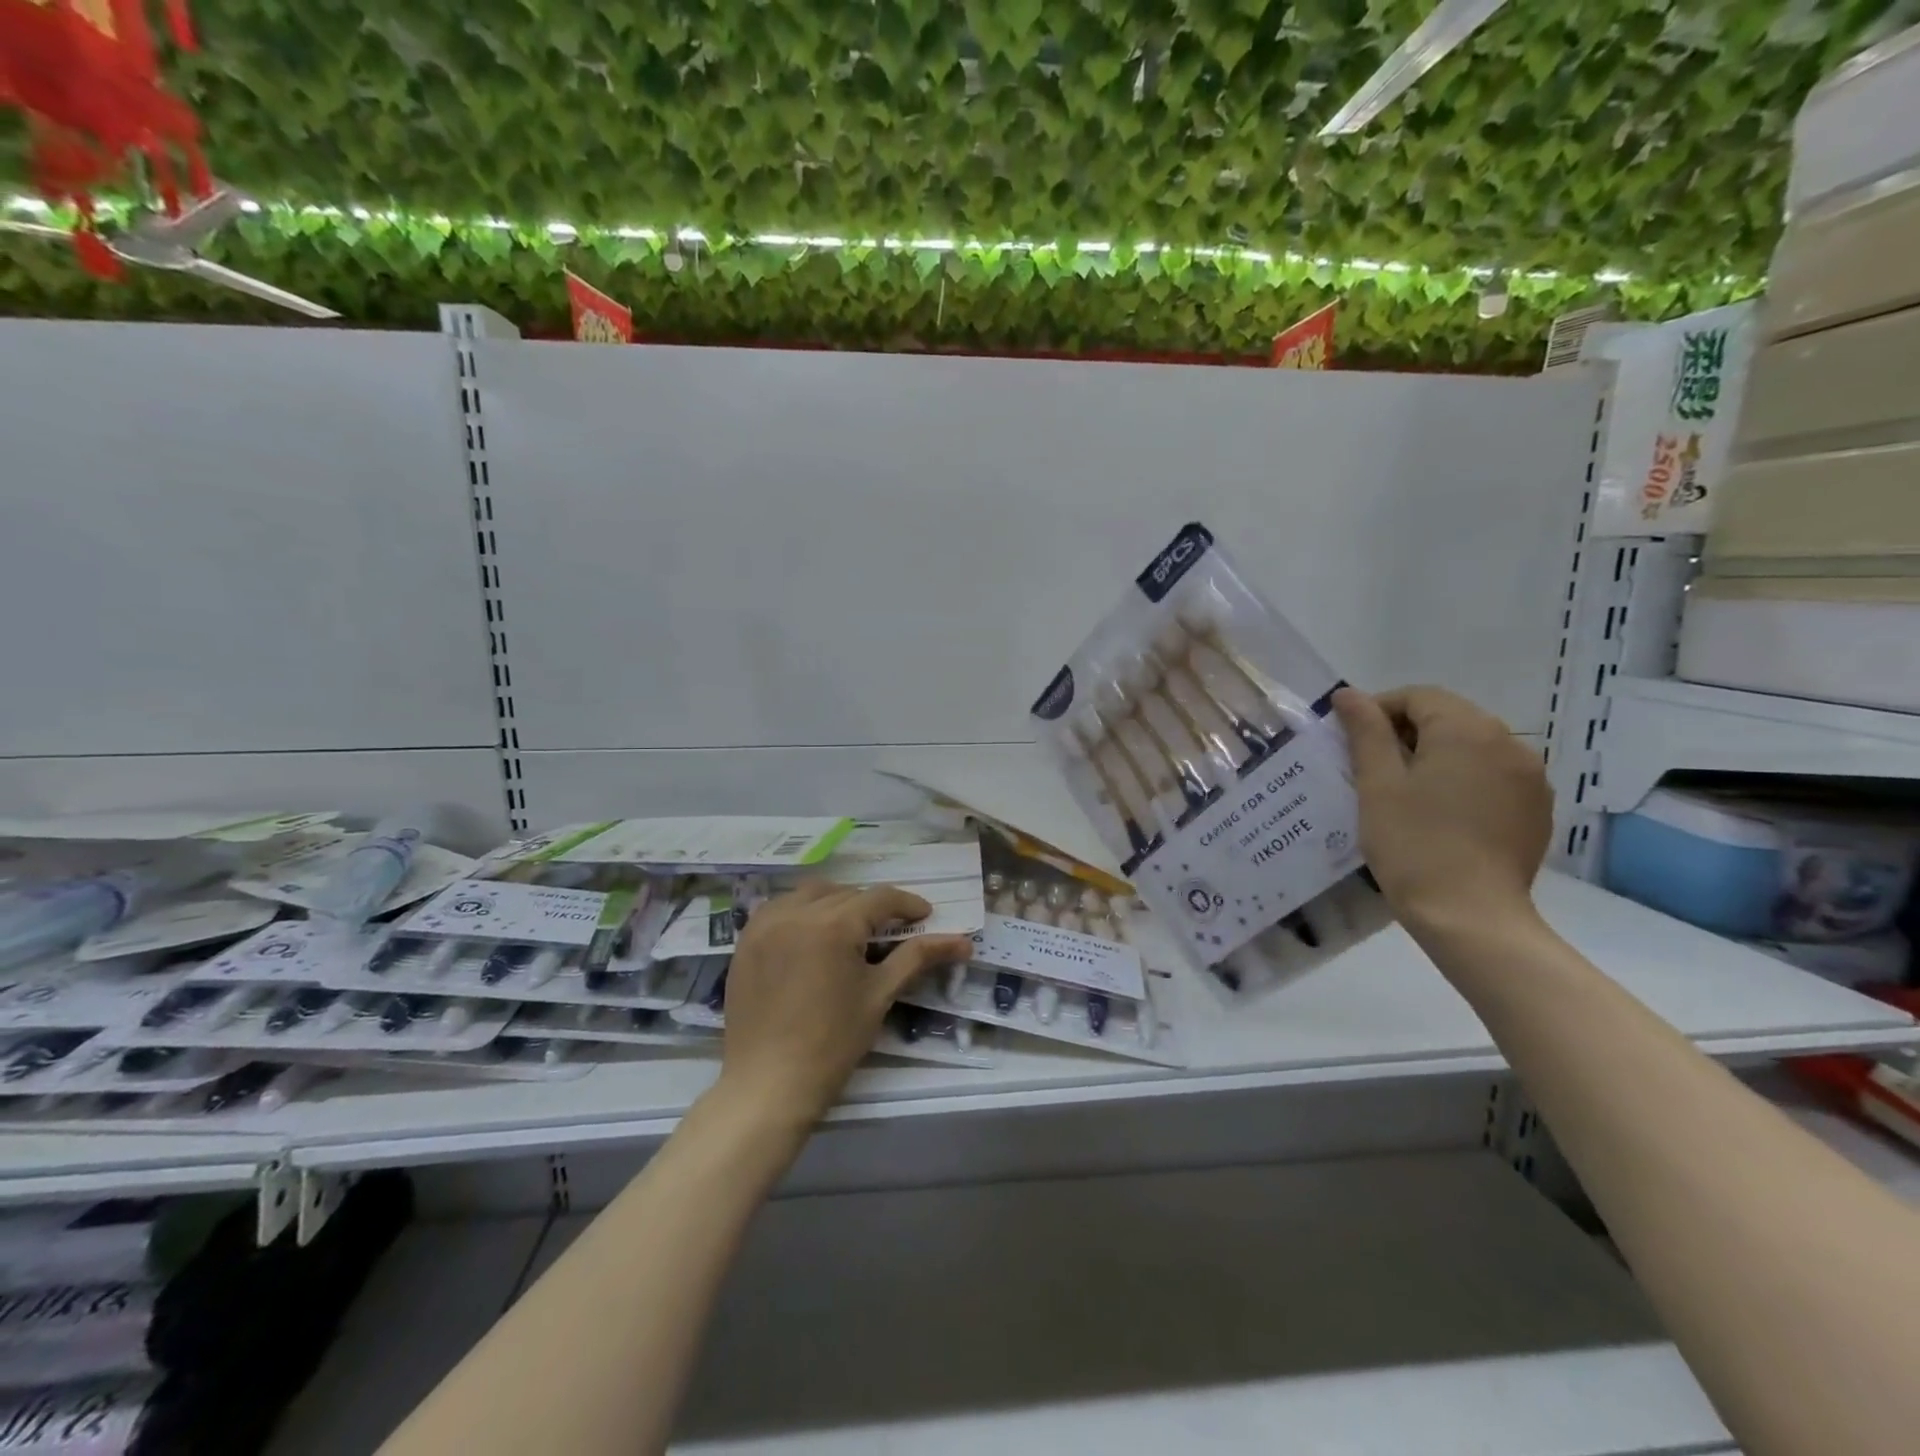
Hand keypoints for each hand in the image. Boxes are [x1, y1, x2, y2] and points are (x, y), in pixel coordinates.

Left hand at [717, 881, 974, 1123]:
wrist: (768, 1084)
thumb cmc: (832, 1043)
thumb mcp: (879, 995)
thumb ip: (918, 958)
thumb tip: (963, 942)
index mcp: (833, 924)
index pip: (879, 898)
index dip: (907, 905)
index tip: (925, 917)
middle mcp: (796, 912)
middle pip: (846, 893)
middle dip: (872, 907)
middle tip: (890, 931)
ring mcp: (766, 924)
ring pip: (811, 894)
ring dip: (836, 903)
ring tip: (851, 930)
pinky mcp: (746, 940)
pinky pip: (779, 908)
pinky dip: (801, 911)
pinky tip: (811, 935)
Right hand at [1332, 685, 1551, 933]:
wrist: (1470, 915)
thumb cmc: (1413, 843)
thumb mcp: (1377, 784)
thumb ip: (1365, 732)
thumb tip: (1348, 694)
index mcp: (1467, 730)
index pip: (1418, 696)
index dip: (1378, 709)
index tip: (1350, 739)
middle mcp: (1509, 743)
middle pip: (1449, 718)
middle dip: (1406, 732)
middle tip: (1370, 766)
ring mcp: (1530, 777)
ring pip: (1472, 747)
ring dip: (1436, 755)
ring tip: (1403, 791)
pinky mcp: (1536, 809)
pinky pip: (1493, 776)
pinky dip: (1462, 780)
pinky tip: (1440, 812)